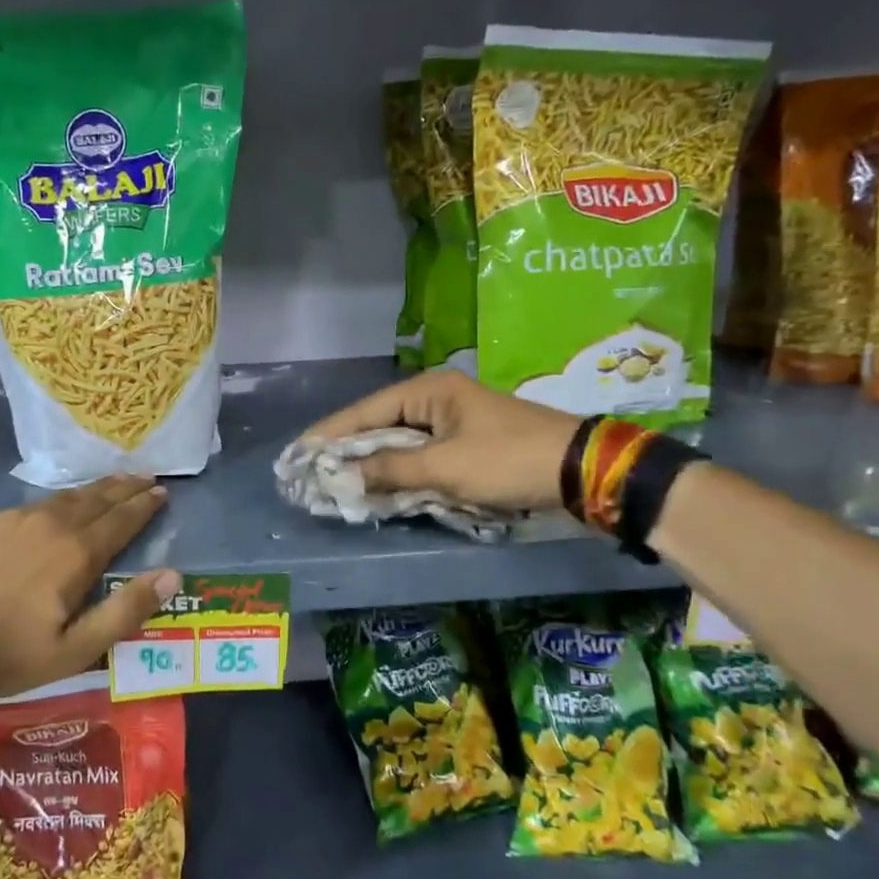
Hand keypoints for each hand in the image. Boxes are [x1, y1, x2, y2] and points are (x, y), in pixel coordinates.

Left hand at [0, 476, 179, 698]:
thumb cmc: (8, 653)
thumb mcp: (75, 648)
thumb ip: (126, 610)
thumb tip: (172, 575)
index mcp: (76, 553)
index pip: (121, 520)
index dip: (144, 506)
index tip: (162, 492)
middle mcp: (48, 525)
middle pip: (95, 499)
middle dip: (123, 487)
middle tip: (144, 476)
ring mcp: (10, 520)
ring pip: (60, 498)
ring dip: (90, 491)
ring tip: (107, 484)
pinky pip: (27, 508)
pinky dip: (51, 504)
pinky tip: (50, 509)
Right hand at [303, 369, 581, 511]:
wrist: (581, 471)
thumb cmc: (507, 460)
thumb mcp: (444, 467)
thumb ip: (388, 470)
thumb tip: (339, 477)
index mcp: (428, 391)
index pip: (365, 411)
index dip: (329, 435)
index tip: (297, 453)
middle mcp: (436, 400)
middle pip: (379, 424)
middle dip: (347, 450)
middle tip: (312, 472)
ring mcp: (453, 422)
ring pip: (399, 443)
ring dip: (373, 464)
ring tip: (336, 482)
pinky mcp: (467, 444)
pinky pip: (421, 457)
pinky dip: (400, 472)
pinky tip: (379, 488)